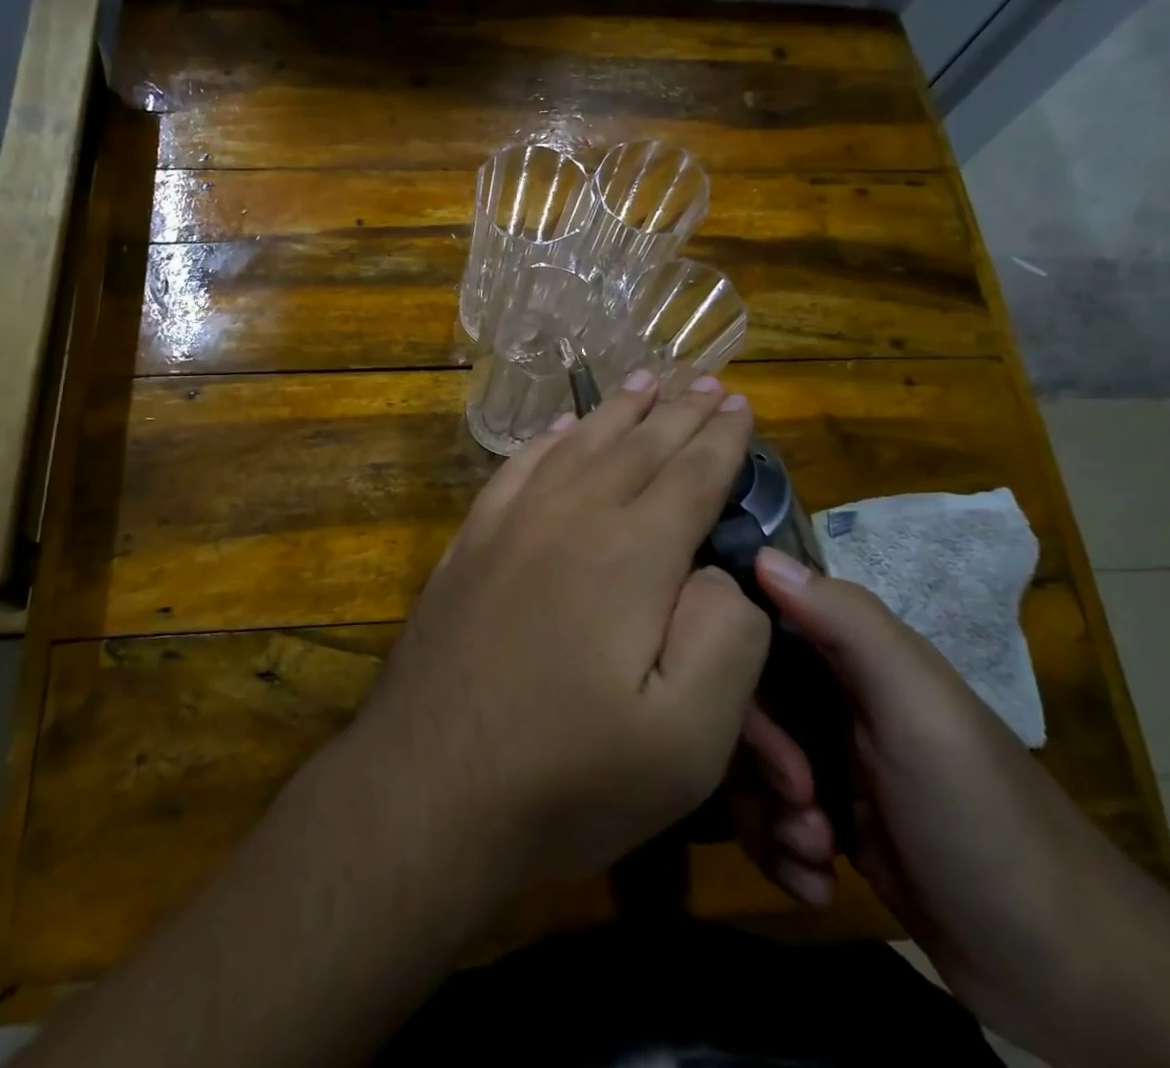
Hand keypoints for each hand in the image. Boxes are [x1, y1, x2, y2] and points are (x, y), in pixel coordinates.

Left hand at [350, 371, 770, 891]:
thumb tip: (719, 575)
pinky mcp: (470, 543)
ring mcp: (511, 524)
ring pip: (578, 445)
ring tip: (644, 379)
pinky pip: (518, 468)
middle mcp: (571, 517)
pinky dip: (548, 439)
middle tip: (706, 381)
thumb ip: (726, 641)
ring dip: (617, 410)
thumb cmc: (567, 778)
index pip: (690, 475)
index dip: (721, 438)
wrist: (428, 789)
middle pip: (637, 446)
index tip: (741, 404)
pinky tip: (560, 428)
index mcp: (631, 555)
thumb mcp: (686, 742)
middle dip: (678, 411)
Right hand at [732, 551, 1133, 1052]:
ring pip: (747, 766)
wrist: (1071, 976)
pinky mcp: (834, 826)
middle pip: (743, 703)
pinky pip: (767, 820)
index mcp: (853, 657)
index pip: (757, 628)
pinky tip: (819, 883)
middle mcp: (835, 699)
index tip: (749, 723)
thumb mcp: (919, 709)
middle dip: (756, 762)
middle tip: (803, 804)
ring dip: (766, 817)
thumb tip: (760, 553)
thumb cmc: (983, 818)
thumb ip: (847, 623)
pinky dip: (781, 854)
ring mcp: (833, 764)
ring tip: (816, 855)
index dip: (736, 670)